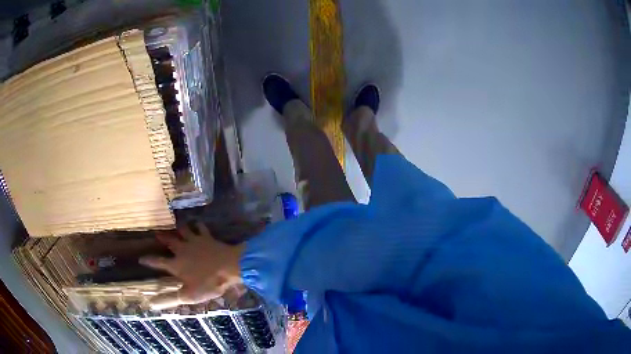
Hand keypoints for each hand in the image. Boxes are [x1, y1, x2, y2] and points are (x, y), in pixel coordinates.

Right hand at [139, 223, 244, 309]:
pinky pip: (200, 227)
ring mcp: (194, 241)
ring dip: (178, 228)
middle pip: (169, 241)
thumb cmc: (208, 283)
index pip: (158, 262)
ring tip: (175, 225)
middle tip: (156, 233)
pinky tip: (197, 222)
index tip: (140, 258)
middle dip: (162, 238)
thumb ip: (172, 298)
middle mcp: (182, 250)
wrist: (229, 266)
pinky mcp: (206, 237)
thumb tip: (153, 304)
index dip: (149, 260)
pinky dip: (197, 224)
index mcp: (176, 264)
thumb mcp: (189, 295)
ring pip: (183, 231)